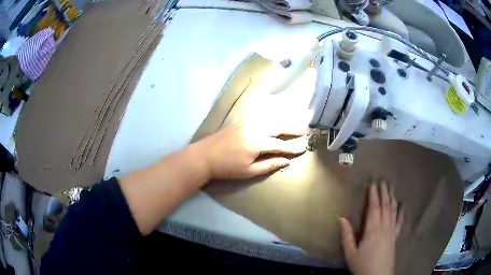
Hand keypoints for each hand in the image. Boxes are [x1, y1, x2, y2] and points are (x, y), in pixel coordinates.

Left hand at [196, 124, 305, 179]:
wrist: (204, 156)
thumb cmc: (227, 167)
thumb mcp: (249, 171)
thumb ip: (269, 165)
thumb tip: (286, 161)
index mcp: (258, 143)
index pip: (280, 144)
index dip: (293, 147)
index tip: (304, 147)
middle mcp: (255, 129)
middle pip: (278, 126)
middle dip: (291, 128)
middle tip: (303, 130)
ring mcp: (247, 123)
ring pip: (269, 120)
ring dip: (282, 121)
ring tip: (292, 124)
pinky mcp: (240, 122)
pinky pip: (260, 118)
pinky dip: (270, 119)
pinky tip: (273, 120)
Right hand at [340, 181, 403, 274]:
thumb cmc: (362, 265)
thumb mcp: (350, 252)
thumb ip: (347, 235)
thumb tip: (341, 217)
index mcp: (372, 230)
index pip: (374, 208)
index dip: (373, 195)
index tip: (373, 183)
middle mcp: (384, 227)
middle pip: (385, 206)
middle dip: (384, 192)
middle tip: (384, 180)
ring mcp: (392, 231)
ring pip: (393, 211)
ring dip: (392, 198)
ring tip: (392, 187)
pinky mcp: (396, 236)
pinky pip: (400, 221)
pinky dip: (401, 212)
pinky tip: (403, 205)